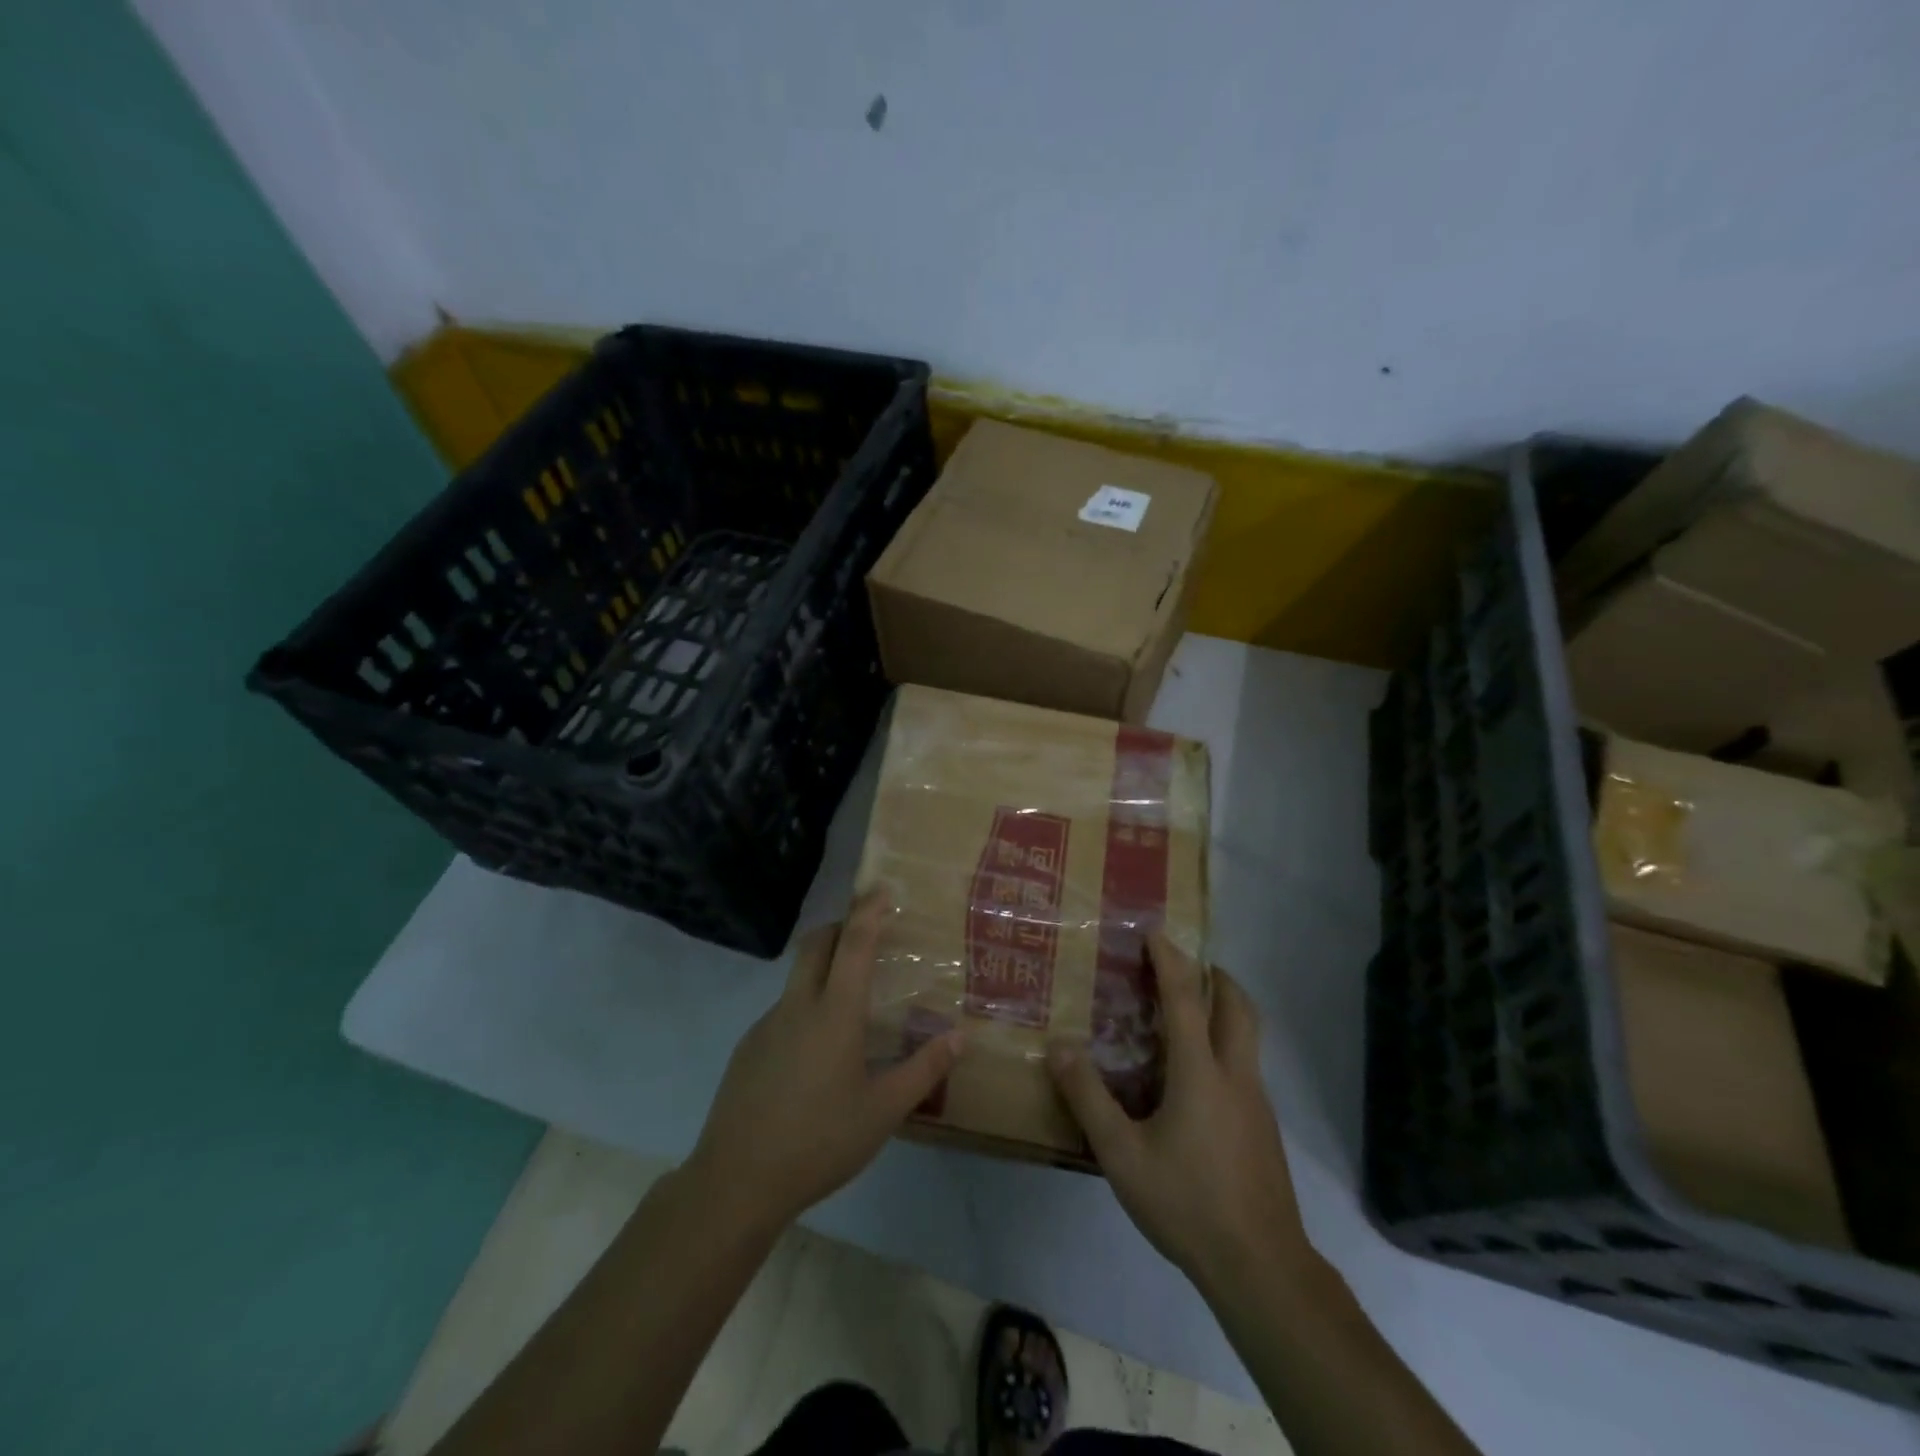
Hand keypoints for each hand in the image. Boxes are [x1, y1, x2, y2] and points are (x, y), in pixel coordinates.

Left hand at [685, 892, 961, 1236]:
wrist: (736, 1182)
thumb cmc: (819, 1142)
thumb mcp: (883, 1112)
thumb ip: (923, 1070)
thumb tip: (959, 1037)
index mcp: (834, 1014)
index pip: (854, 944)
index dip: (868, 911)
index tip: (881, 890)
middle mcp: (797, 1007)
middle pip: (815, 944)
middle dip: (840, 927)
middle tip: (866, 935)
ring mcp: (766, 1026)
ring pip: (797, 979)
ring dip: (823, 970)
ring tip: (849, 1007)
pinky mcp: (747, 1049)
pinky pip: (782, 1012)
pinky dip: (804, 1009)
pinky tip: (816, 1057)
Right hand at [1048, 935, 1313, 1297]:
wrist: (1261, 1267)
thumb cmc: (1187, 1203)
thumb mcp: (1122, 1154)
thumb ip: (1088, 1098)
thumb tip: (1059, 1047)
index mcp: (1200, 1072)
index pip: (1186, 999)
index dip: (1170, 961)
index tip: (1156, 933)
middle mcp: (1236, 1075)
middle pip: (1238, 1006)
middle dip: (1216, 976)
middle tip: (1188, 965)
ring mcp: (1257, 1102)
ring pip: (1249, 1036)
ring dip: (1225, 1009)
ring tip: (1190, 1013)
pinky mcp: (1264, 1128)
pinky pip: (1246, 1066)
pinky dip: (1226, 1045)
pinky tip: (1198, 1079)